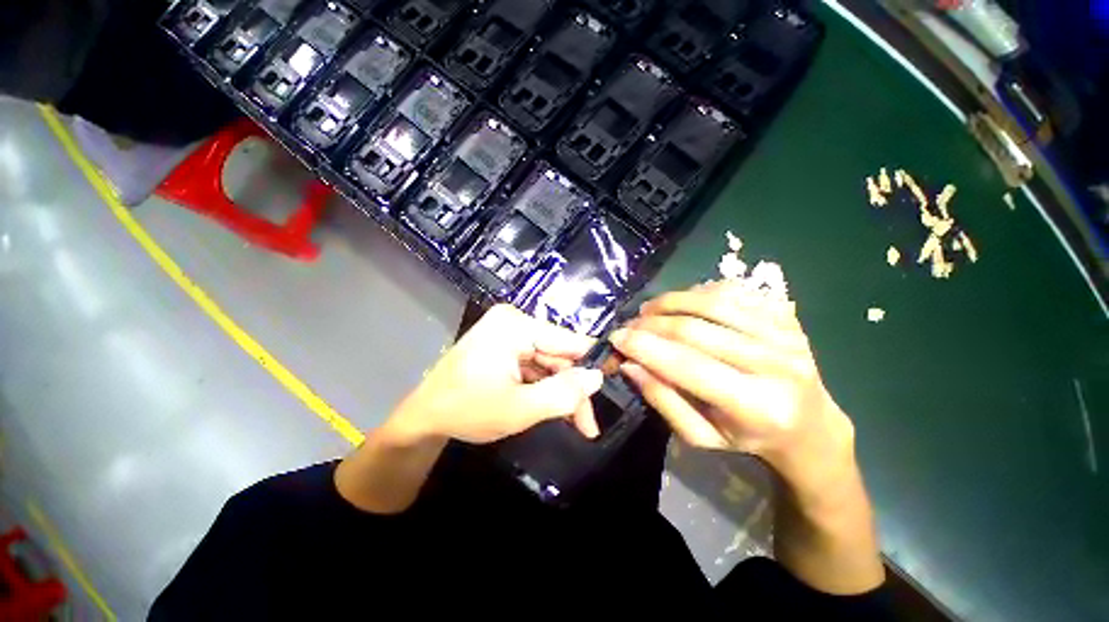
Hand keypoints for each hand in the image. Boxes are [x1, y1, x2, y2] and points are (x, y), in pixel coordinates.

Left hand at [386, 304, 603, 444]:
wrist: (423, 419)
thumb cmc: (467, 411)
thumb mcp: (519, 409)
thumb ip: (563, 394)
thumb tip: (597, 377)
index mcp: (515, 326)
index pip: (568, 341)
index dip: (593, 361)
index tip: (616, 379)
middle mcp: (514, 322)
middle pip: (558, 354)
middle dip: (574, 388)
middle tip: (589, 424)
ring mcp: (508, 334)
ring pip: (549, 363)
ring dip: (561, 391)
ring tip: (577, 423)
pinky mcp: (505, 347)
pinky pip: (534, 365)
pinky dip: (545, 387)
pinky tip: (555, 409)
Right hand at [610, 280, 854, 485]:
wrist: (807, 423)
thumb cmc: (747, 436)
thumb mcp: (700, 436)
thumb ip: (662, 399)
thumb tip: (629, 364)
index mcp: (756, 405)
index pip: (687, 366)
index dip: (645, 348)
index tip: (616, 338)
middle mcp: (777, 364)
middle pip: (696, 330)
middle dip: (651, 324)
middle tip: (629, 325)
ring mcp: (785, 333)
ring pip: (712, 302)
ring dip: (670, 301)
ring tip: (648, 310)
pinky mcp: (786, 314)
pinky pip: (732, 290)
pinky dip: (697, 292)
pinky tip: (682, 303)